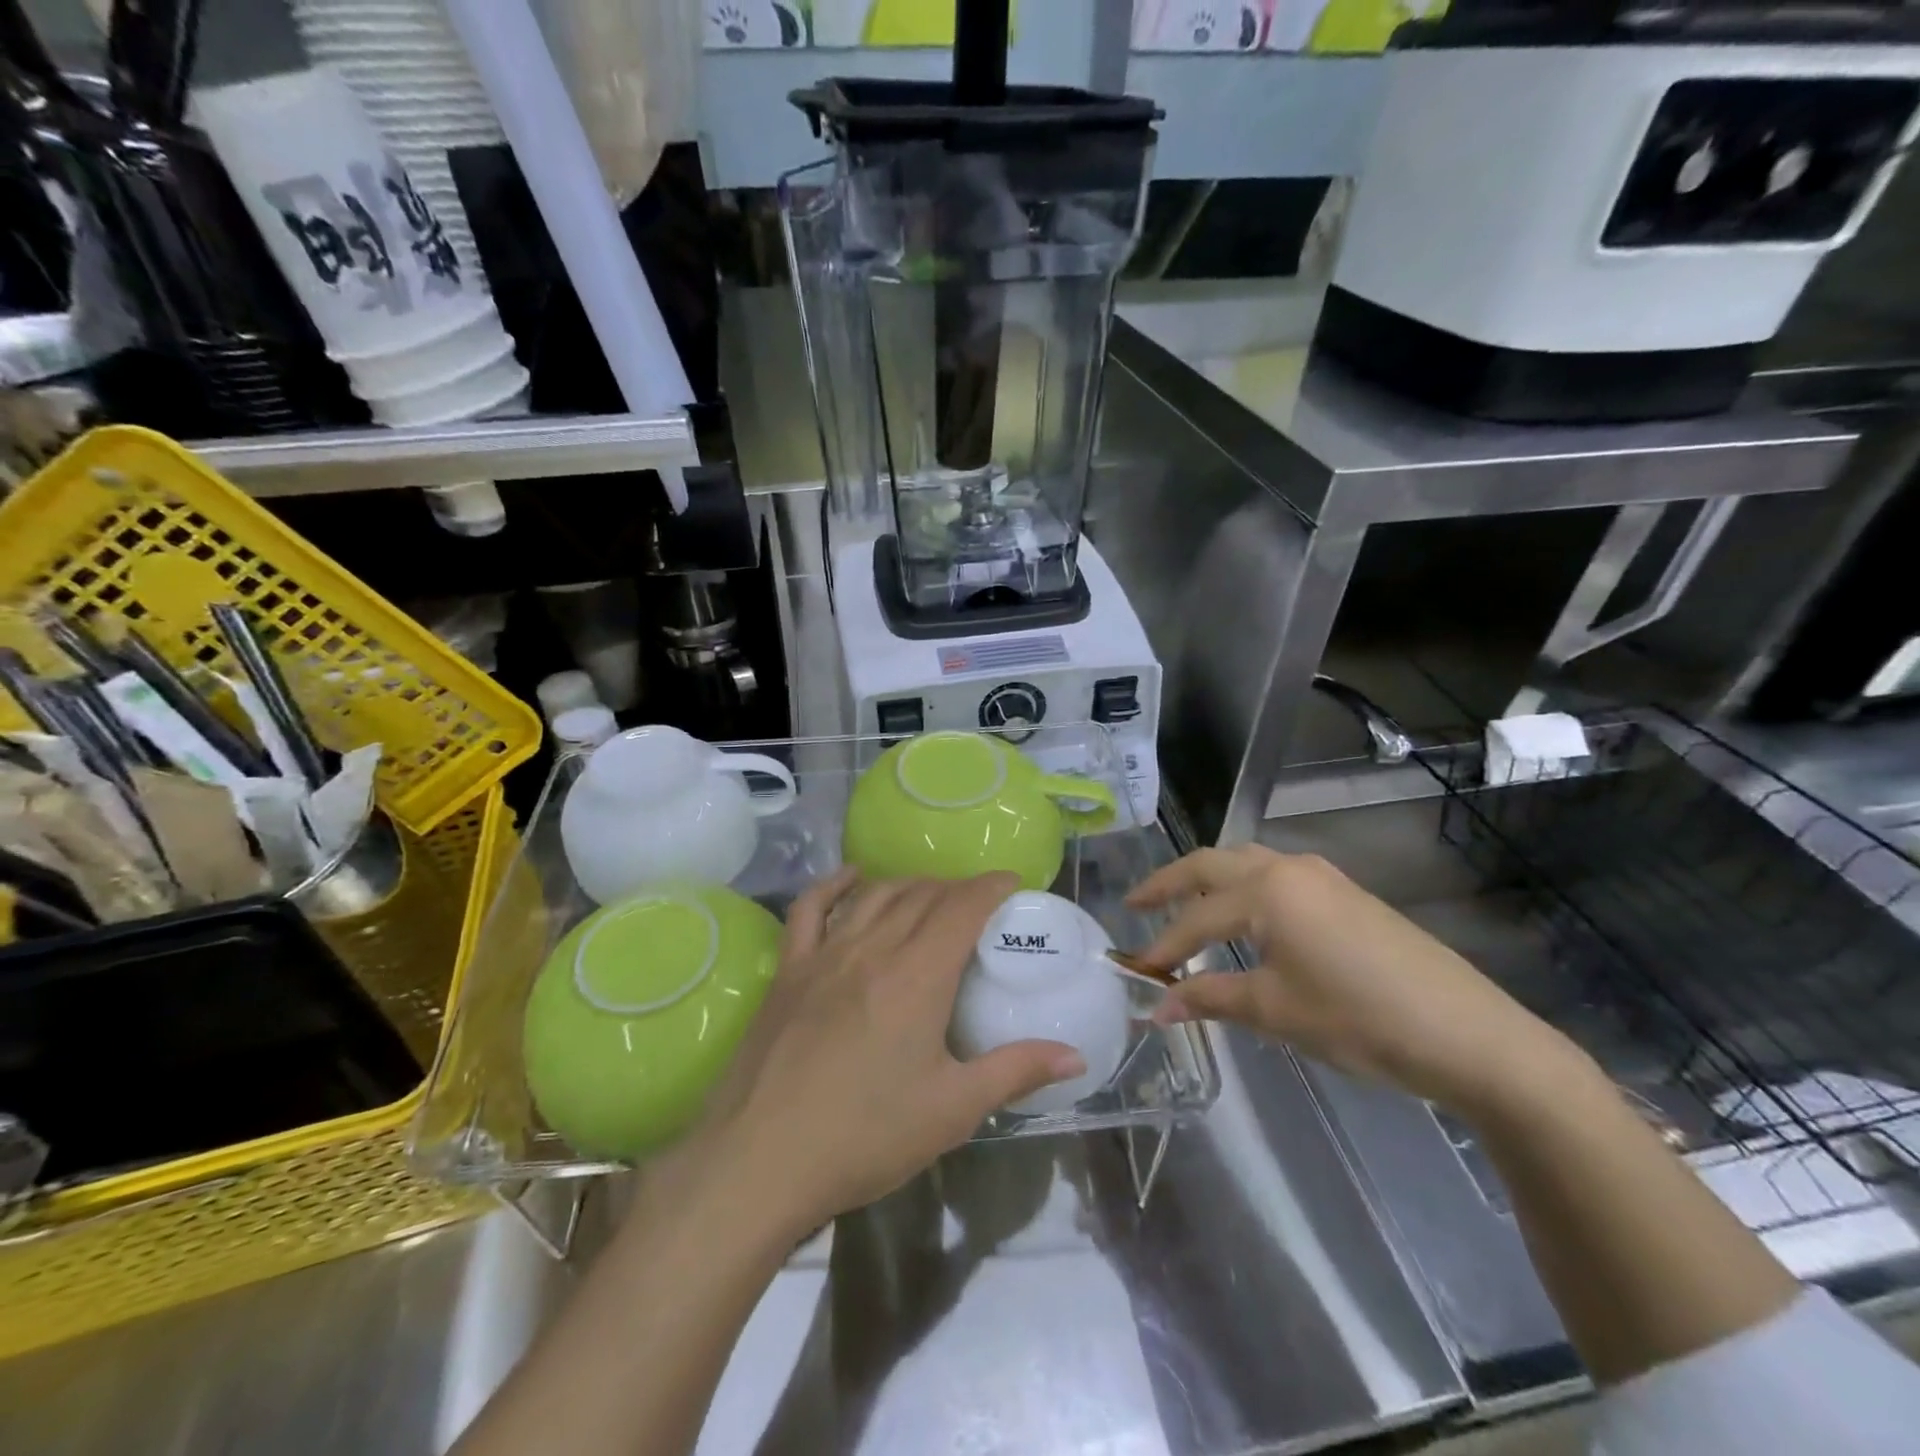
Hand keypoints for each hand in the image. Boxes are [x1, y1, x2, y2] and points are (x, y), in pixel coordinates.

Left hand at [682, 870, 1086, 1235]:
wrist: (759, 1161)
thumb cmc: (864, 1137)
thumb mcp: (952, 1110)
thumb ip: (1016, 1072)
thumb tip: (1075, 1056)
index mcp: (917, 975)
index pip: (962, 907)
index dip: (990, 886)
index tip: (1012, 882)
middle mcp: (873, 948)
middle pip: (922, 895)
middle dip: (957, 888)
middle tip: (979, 902)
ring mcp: (824, 955)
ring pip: (875, 896)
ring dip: (909, 885)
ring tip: (931, 893)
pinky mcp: (789, 971)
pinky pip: (810, 909)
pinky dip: (834, 885)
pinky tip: (851, 877)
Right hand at [1130, 846, 1586, 1116]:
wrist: (1471, 1036)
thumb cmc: (1361, 1020)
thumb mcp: (1276, 1011)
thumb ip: (1210, 998)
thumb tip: (1156, 1009)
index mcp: (1267, 890)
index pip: (1196, 918)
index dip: (1161, 947)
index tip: (1136, 974)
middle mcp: (1289, 869)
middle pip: (1212, 865)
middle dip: (1169, 884)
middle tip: (1134, 904)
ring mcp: (1323, 877)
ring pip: (1246, 863)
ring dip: (1208, 880)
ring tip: (1181, 905)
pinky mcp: (1346, 894)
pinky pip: (1276, 877)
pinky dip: (1242, 889)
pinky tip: (1242, 917)